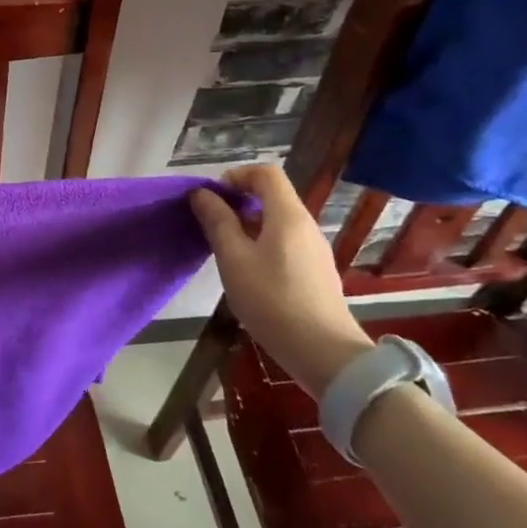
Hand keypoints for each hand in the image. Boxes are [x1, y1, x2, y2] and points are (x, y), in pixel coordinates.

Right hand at [191, 165, 370, 396]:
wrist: (324, 353)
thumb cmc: (272, 300)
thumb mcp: (234, 258)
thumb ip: (217, 221)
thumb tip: (202, 194)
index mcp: (288, 215)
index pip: (266, 173)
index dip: (236, 176)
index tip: (214, 198)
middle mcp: (306, 225)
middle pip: (272, 196)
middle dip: (238, 202)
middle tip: (212, 225)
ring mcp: (314, 250)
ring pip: (278, 221)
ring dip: (248, 225)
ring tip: (226, 252)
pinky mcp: (316, 272)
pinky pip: (286, 243)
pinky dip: (263, 244)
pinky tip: (249, 274)